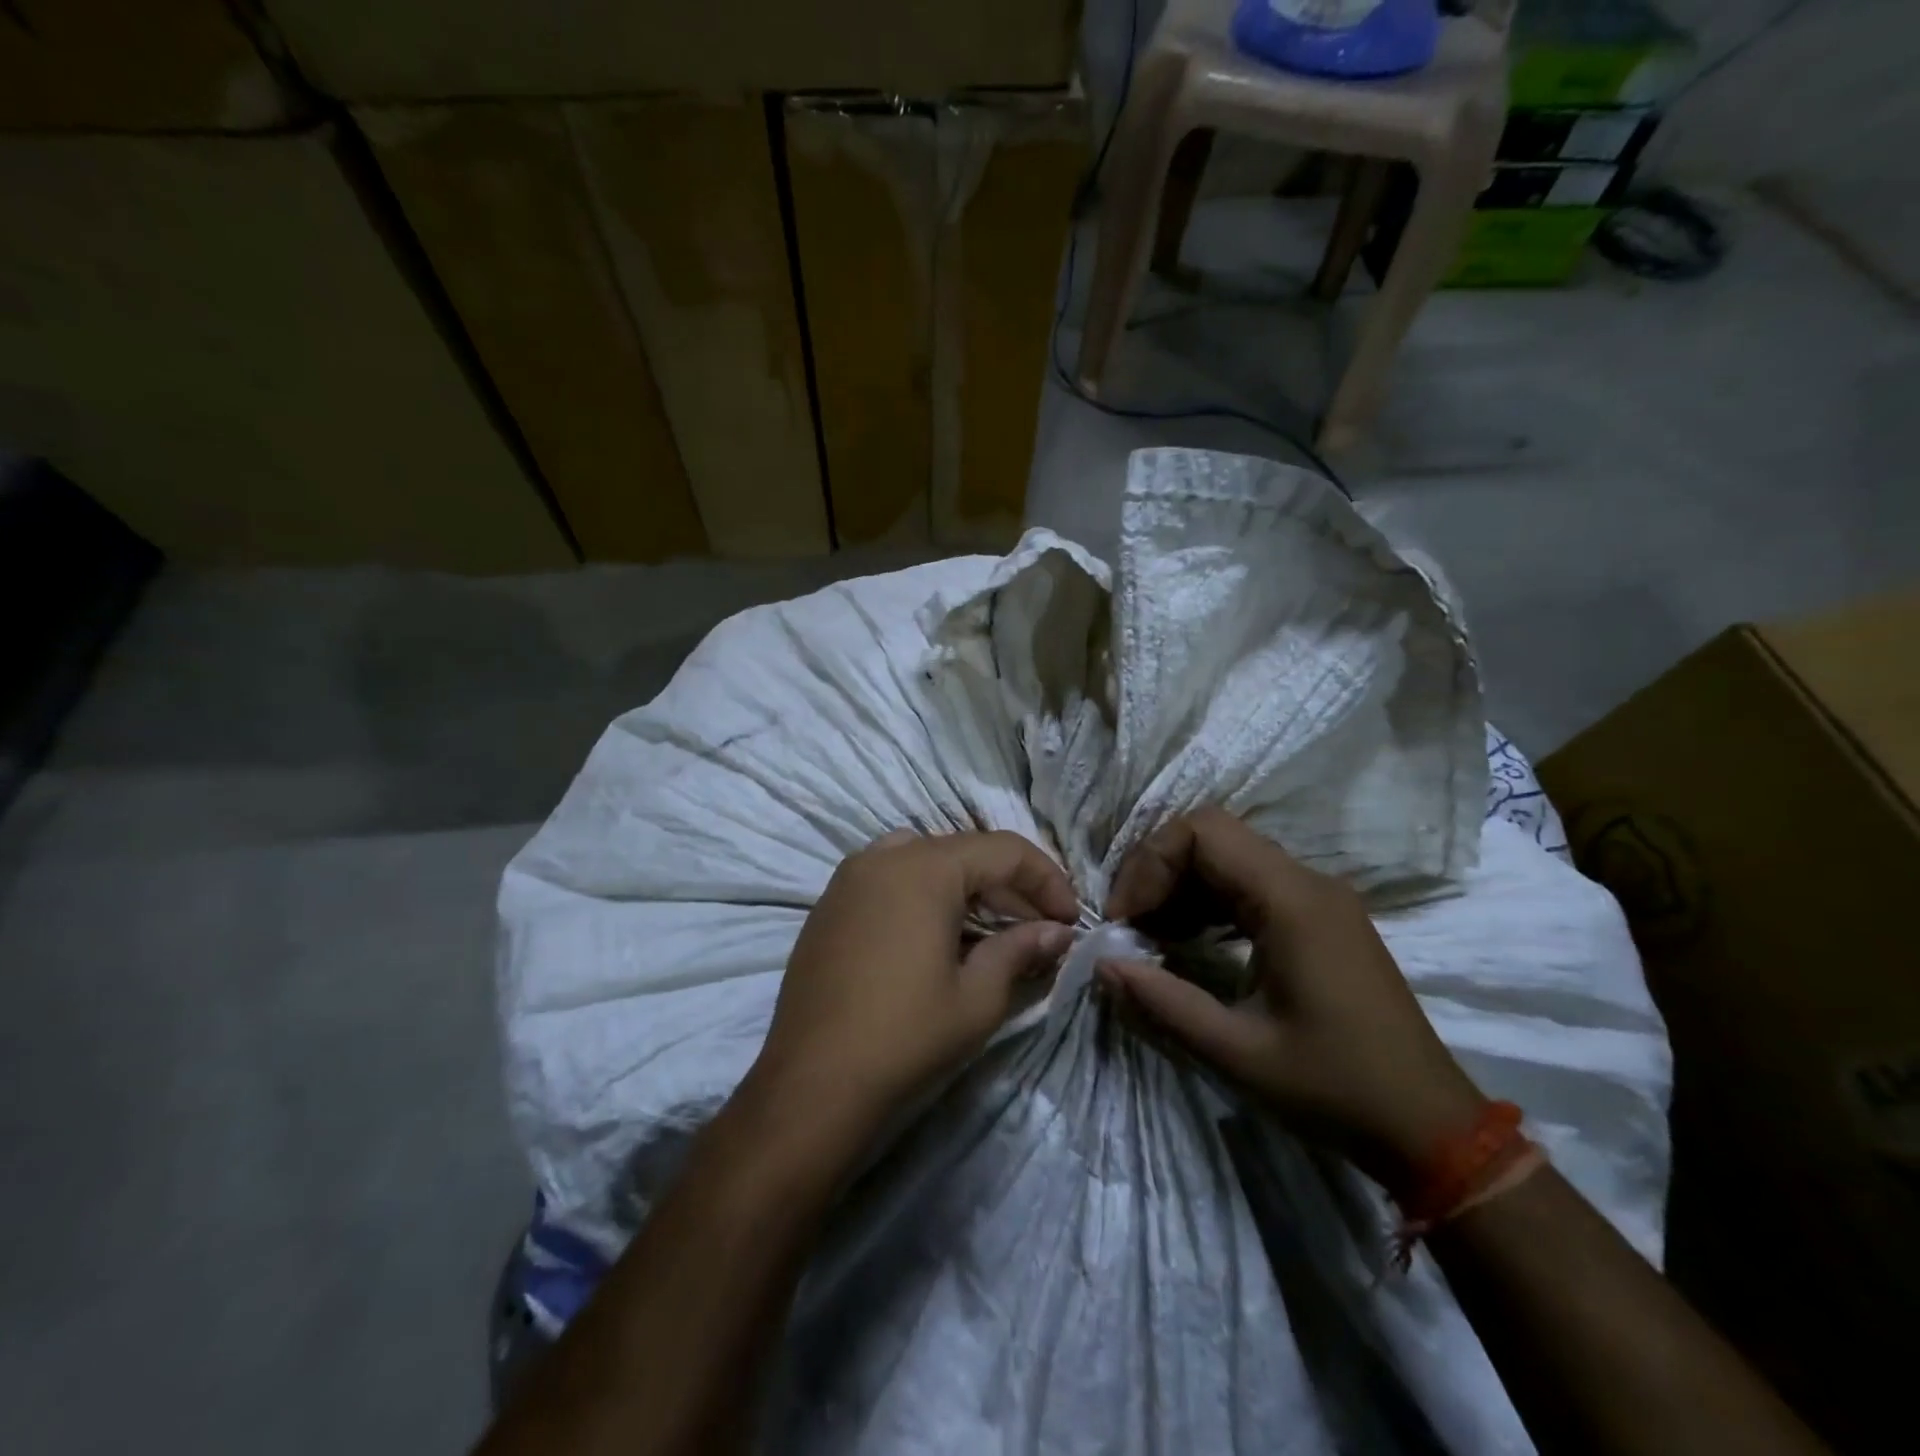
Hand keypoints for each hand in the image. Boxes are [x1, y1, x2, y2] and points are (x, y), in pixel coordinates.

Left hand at [746, 829, 1078, 1151]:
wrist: (811, 1084)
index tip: (1070, 920)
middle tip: (1040, 927)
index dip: (1047, 880)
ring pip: (925, 860)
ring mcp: (849, 878)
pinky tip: (938, 937)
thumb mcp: (978, 996)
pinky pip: (889, 879)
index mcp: (925, 867)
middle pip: (964, 852)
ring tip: (991, 929)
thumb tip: (1058, 931)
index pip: (1004, 851)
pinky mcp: (829, 905)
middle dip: (1009, 886)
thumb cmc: (906, 1036)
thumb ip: (1021, 949)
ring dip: (966, 887)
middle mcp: (884, 856)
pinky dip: (924, 894)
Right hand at [1099, 807, 1484, 1196]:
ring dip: (1182, 886)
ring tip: (1151, 936)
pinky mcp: (1320, 919)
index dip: (1150, 863)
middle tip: (1129, 925)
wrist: (1430, 1127)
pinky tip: (1188, 941)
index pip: (1203, 832)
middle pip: (1213, 837)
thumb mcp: (1238, 1052)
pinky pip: (1251, 885)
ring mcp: (1318, 898)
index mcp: (1292, 901)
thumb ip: (1163, 1003)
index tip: (1124, 918)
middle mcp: (1307, 883)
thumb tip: (1102, 966)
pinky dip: (1210, 902)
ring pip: (1230, 857)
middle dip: (1159, 872)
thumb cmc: (1335, 1088)